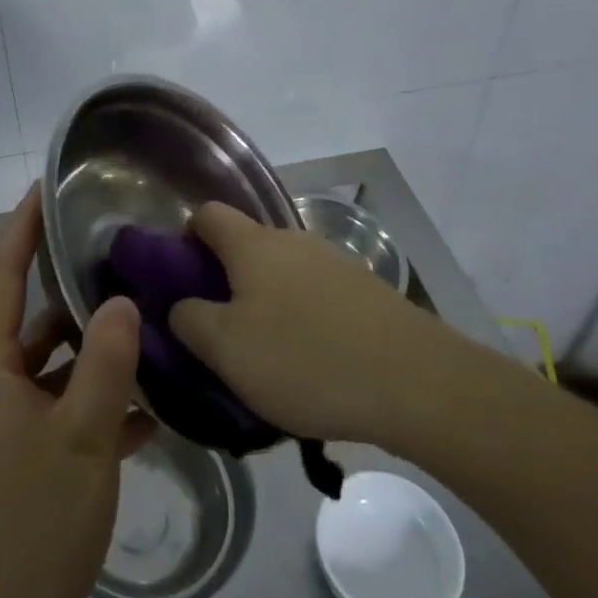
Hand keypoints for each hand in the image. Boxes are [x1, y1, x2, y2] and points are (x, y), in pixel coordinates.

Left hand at [0, 188, 149, 597]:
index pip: (0, 277)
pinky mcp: (11, 464)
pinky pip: (53, 416)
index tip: (45, 189)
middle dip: (71, 297)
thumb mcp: (81, 439)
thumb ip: (104, 365)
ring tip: (143, 331)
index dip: (21, 230)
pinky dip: (89, 407)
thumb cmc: (27, 523)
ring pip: (46, 373)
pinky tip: (142, 413)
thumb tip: (119, 301)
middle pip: (28, 324)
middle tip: (118, 265)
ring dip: (89, 358)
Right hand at [169, 201, 454, 444]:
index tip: (182, 279)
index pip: (207, 215)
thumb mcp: (227, 350)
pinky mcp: (365, 289)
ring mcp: (334, 262)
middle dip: (225, 277)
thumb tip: (180, 304)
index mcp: (253, 245)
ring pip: (282, 270)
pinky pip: (316, 292)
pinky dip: (302, 314)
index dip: (185, 238)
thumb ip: (189, 320)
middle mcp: (293, 240)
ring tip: (267, 351)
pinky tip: (312, 358)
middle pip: (246, 244)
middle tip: (220, 327)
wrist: (417, 382)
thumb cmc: (306, 359)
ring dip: (265, 299)